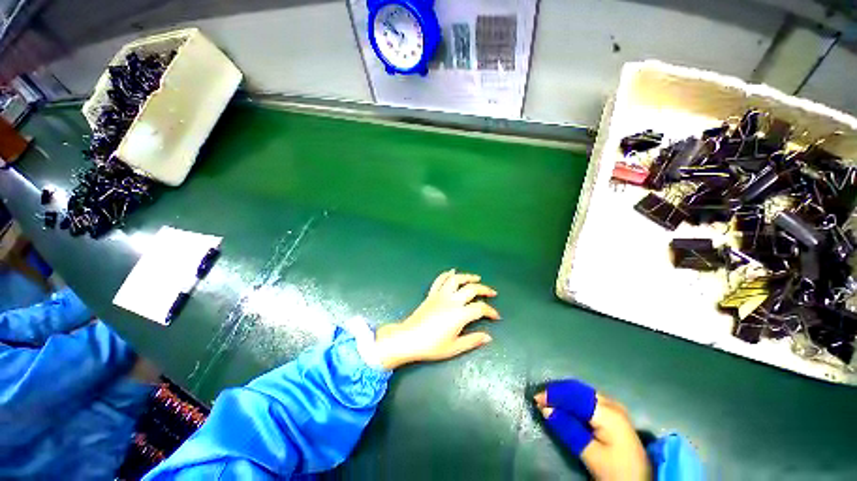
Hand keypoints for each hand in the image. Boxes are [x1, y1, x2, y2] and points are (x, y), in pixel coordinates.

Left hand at [374, 269, 500, 369]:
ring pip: (456, 279)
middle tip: (492, 293)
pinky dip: (446, 274)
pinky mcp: (431, 294)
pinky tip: (452, 272)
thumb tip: (488, 337)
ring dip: (467, 277)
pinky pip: (439, 280)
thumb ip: (472, 340)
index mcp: (459, 314)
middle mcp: (451, 301)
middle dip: (484, 289)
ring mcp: (440, 295)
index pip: (480, 308)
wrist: (408, 339)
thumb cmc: (431, 346)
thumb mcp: (454, 347)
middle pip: (471, 289)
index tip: (496, 316)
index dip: (491, 311)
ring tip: (476, 278)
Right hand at [535, 390, 651, 480]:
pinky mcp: (614, 414)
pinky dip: (573, 400)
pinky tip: (565, 406)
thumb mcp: (590, 454)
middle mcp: (611, 403)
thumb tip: (545, 409)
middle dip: (557, 393)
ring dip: (564, 395)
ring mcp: (614, 407)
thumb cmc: (616, 470)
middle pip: (578, 390)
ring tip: (549, 401)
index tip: (535, 399)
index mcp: (607, 412)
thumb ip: (568, 429)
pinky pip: (588, 399)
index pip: (574, 396)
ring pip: (582, 393)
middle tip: (539, 399)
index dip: (553, 395)